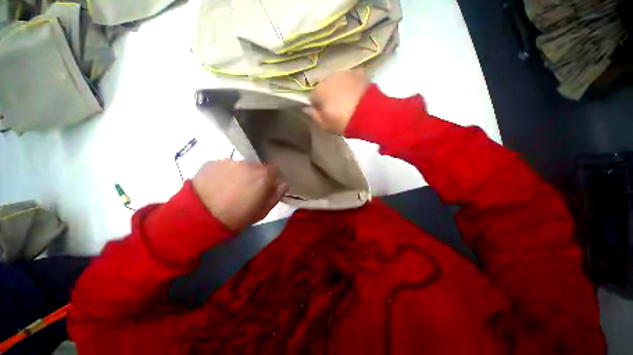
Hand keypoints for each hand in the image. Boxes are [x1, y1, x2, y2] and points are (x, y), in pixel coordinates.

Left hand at [192, 160, 287, 231]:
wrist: (198, 217)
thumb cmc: (237, 217)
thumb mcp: (263, 211)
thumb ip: (276, 195)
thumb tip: (283, 184)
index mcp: (263, 175)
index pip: (275, 170)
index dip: (272, 178)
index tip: (268, 187)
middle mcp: (248, 164)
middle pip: (258, 166)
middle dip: (257, 175)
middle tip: (248, 188)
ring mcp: (229, 161)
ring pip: (241, 166)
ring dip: (241, 174)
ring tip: (231, 187)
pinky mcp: (212, 162)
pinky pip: (225, 166)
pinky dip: (225, 173)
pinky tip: (218, 185)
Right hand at [304, 69, 369, 134]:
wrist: (369, 114)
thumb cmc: (343, 121)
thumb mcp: (325, 125)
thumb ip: (314, 116)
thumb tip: (307, 109)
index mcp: (319, 90)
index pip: (313, 97)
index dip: (318, 106)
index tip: (325, 114)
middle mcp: (330, 77)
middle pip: (325, 86)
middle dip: (329, 95)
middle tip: (337, 107)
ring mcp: (346, 73)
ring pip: (338, 80)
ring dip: (340, 88)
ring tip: (349, 100)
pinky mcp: (360, 72)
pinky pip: (352, 78)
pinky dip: (353, 84)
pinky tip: (358, 93)